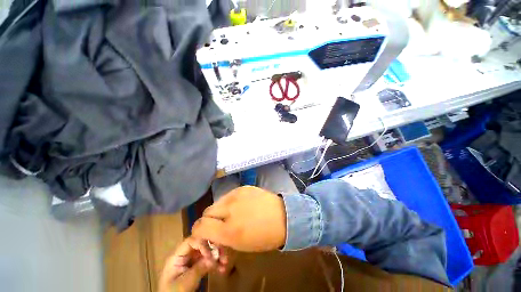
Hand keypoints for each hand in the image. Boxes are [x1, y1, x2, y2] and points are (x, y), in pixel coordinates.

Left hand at [158, 237, 227, 291]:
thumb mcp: (185, 283)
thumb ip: (198, 269)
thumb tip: (213, 258)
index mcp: (178, 256)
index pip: (191, 241)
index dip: (202, 244)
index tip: (210, 254)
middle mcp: (186, 255)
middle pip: (201, 245)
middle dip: (213, 248)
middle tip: (223, 255)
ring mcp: (192, 261)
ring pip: (207, 252)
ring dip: (217, 256)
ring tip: (225, 262)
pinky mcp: (197, 267)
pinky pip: (208, 261)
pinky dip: (216, 264)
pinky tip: (222, 268)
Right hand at [192, 186, 286, 251]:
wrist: (283, 216)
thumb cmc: (264, 236)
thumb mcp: (241, 245)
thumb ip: (221, 239)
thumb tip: (210, 235)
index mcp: (229, 230)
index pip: (199, 226)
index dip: (198, 232)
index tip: (205, 235)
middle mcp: (230, 208)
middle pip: (206, 212)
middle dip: (210, 221)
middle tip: (220, 225)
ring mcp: (237, 194)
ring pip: (217, 202)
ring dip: (220, 210)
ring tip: (231, 215)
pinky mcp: (243, 187)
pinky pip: (229, 195)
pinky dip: (229, 202)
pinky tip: (240, 205)